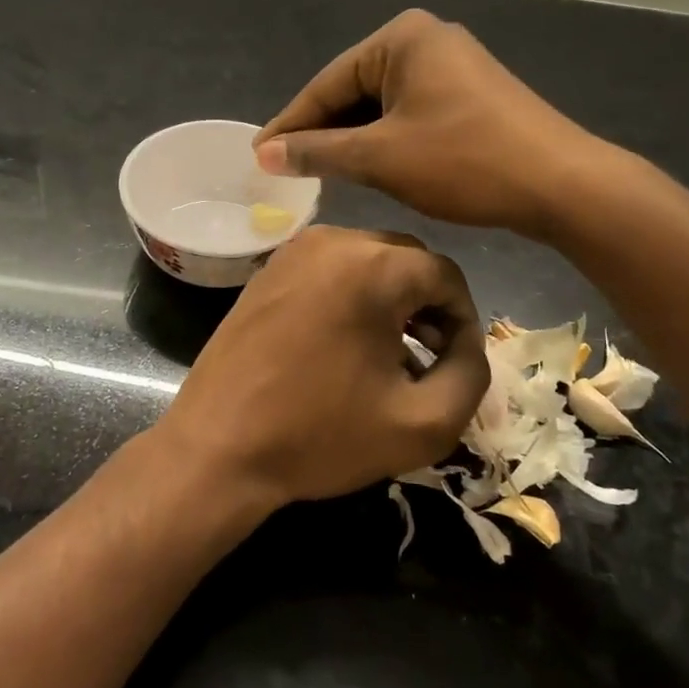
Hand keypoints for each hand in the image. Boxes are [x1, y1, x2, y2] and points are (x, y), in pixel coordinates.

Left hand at [154, 225, 489, 505]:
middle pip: (406, 261)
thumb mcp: (422, 422)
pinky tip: (346, 345)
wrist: (218, 447)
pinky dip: (351, 297)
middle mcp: (331, 240)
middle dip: (428, 306)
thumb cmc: (320, 435)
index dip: (463, 322)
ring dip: (390, 301)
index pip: (445, 275)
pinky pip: (329, 270)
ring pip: (367, 262)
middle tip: (430, 358)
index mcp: (371, 265)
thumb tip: (467, 346)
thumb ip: (470, 376)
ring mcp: (291, 251)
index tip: (456, 364)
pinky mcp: (267, 270)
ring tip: (392, 355)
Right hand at [254, 10, 616, 235]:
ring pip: (381, 105)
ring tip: (318, 172)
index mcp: (401, 38)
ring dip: (352, 139)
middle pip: (353, 90)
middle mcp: (426, 40)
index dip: (290, 124)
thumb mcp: (379, 157)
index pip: (327, 83)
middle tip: (284, 168)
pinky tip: (366, 166)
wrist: (561, 185)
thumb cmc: (463, 161)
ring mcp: (452, 65)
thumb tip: (264, 153)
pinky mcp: (470, 94)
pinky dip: (384, 139)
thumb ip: (317, 152)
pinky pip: (409, 112)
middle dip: (322, 131)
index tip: (258, 155)